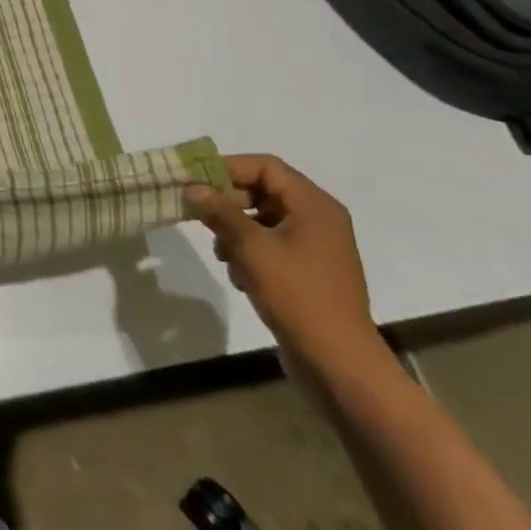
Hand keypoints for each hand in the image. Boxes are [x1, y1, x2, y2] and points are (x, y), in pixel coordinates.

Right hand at [184, 155, 385, 384]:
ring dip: (235, 230)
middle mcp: (319, 219)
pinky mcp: (308, 272)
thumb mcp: (251, 247)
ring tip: (222, 254)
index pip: (265, 167)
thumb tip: (192, 187)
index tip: (193, 181)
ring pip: (263, 220)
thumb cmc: (297, 295)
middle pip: (264, 191)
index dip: (227, 168)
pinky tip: (239, 276)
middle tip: (198, 216)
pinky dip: (250, 253)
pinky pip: (271, 245)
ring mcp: (316, 247)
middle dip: (228, 203)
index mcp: (314, 205)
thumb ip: (220, 211)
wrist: (338, 362)